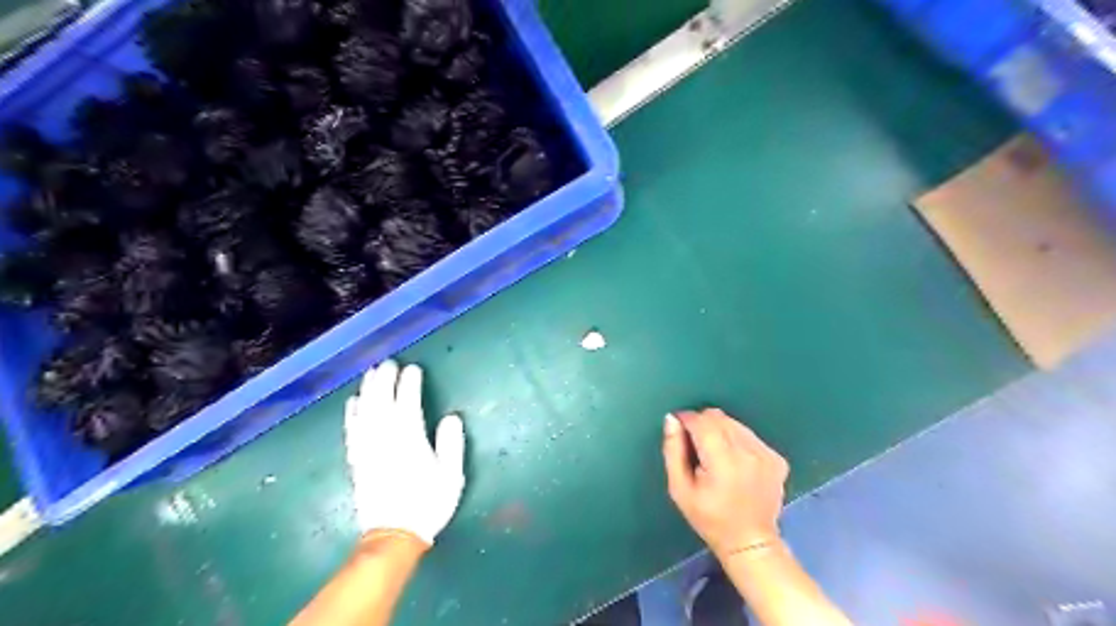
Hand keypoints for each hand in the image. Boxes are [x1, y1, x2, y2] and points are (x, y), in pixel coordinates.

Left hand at [341, 361, 462, 547]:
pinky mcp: (358, 460)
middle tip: (389, 363)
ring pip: (365, 412)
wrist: (394, 535)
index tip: (413, 369)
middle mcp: (385, 440)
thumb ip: (451, 444)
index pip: (407, 404)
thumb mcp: (451, 476)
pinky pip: (352, 431)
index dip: (409, 384)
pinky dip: (352, 414)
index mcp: (410, 441)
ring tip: (371, 374)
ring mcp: (368, 450)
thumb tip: (451, 417)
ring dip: (368, 390)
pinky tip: (353, 402)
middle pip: (382, 402)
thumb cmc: (428, 503)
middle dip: (385, 380)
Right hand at [666, 410, 788, 557]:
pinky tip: (735, 463)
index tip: (679, 430)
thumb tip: (672, 419)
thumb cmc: (709, 518)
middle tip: (696, 448)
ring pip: (734, 423)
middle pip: (719, 417)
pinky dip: (738, 441)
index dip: (686, 420)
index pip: (702, 421)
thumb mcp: (680, 489)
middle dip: (702, 425)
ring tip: (716, 456)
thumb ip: (673, 451)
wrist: (750, 542)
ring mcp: (766, 454)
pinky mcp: (777, 458)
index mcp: (723, 461)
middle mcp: (748, 452)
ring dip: (720, 431)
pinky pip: (749, 435)